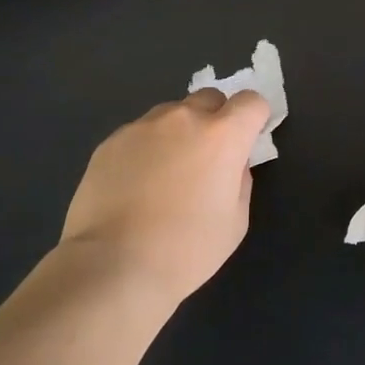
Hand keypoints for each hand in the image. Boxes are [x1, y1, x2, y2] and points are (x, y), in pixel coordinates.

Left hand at [60, 89, 271, 307]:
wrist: (113, 266)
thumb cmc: (186, 250)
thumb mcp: (235, 221)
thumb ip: (239, 179)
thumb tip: (230, 164)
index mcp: (222, 136)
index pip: (251, 101)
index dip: (254, 118)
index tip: (247, 141)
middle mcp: (183, 119)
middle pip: (209, 98)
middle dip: (215, 120)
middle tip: (205, 159)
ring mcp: (142, 126)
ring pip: (170, 115)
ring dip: (177, 133)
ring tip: (163, 176)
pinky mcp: (110, 141)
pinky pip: (139, 134)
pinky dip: (145, 150)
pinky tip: (133, 187)